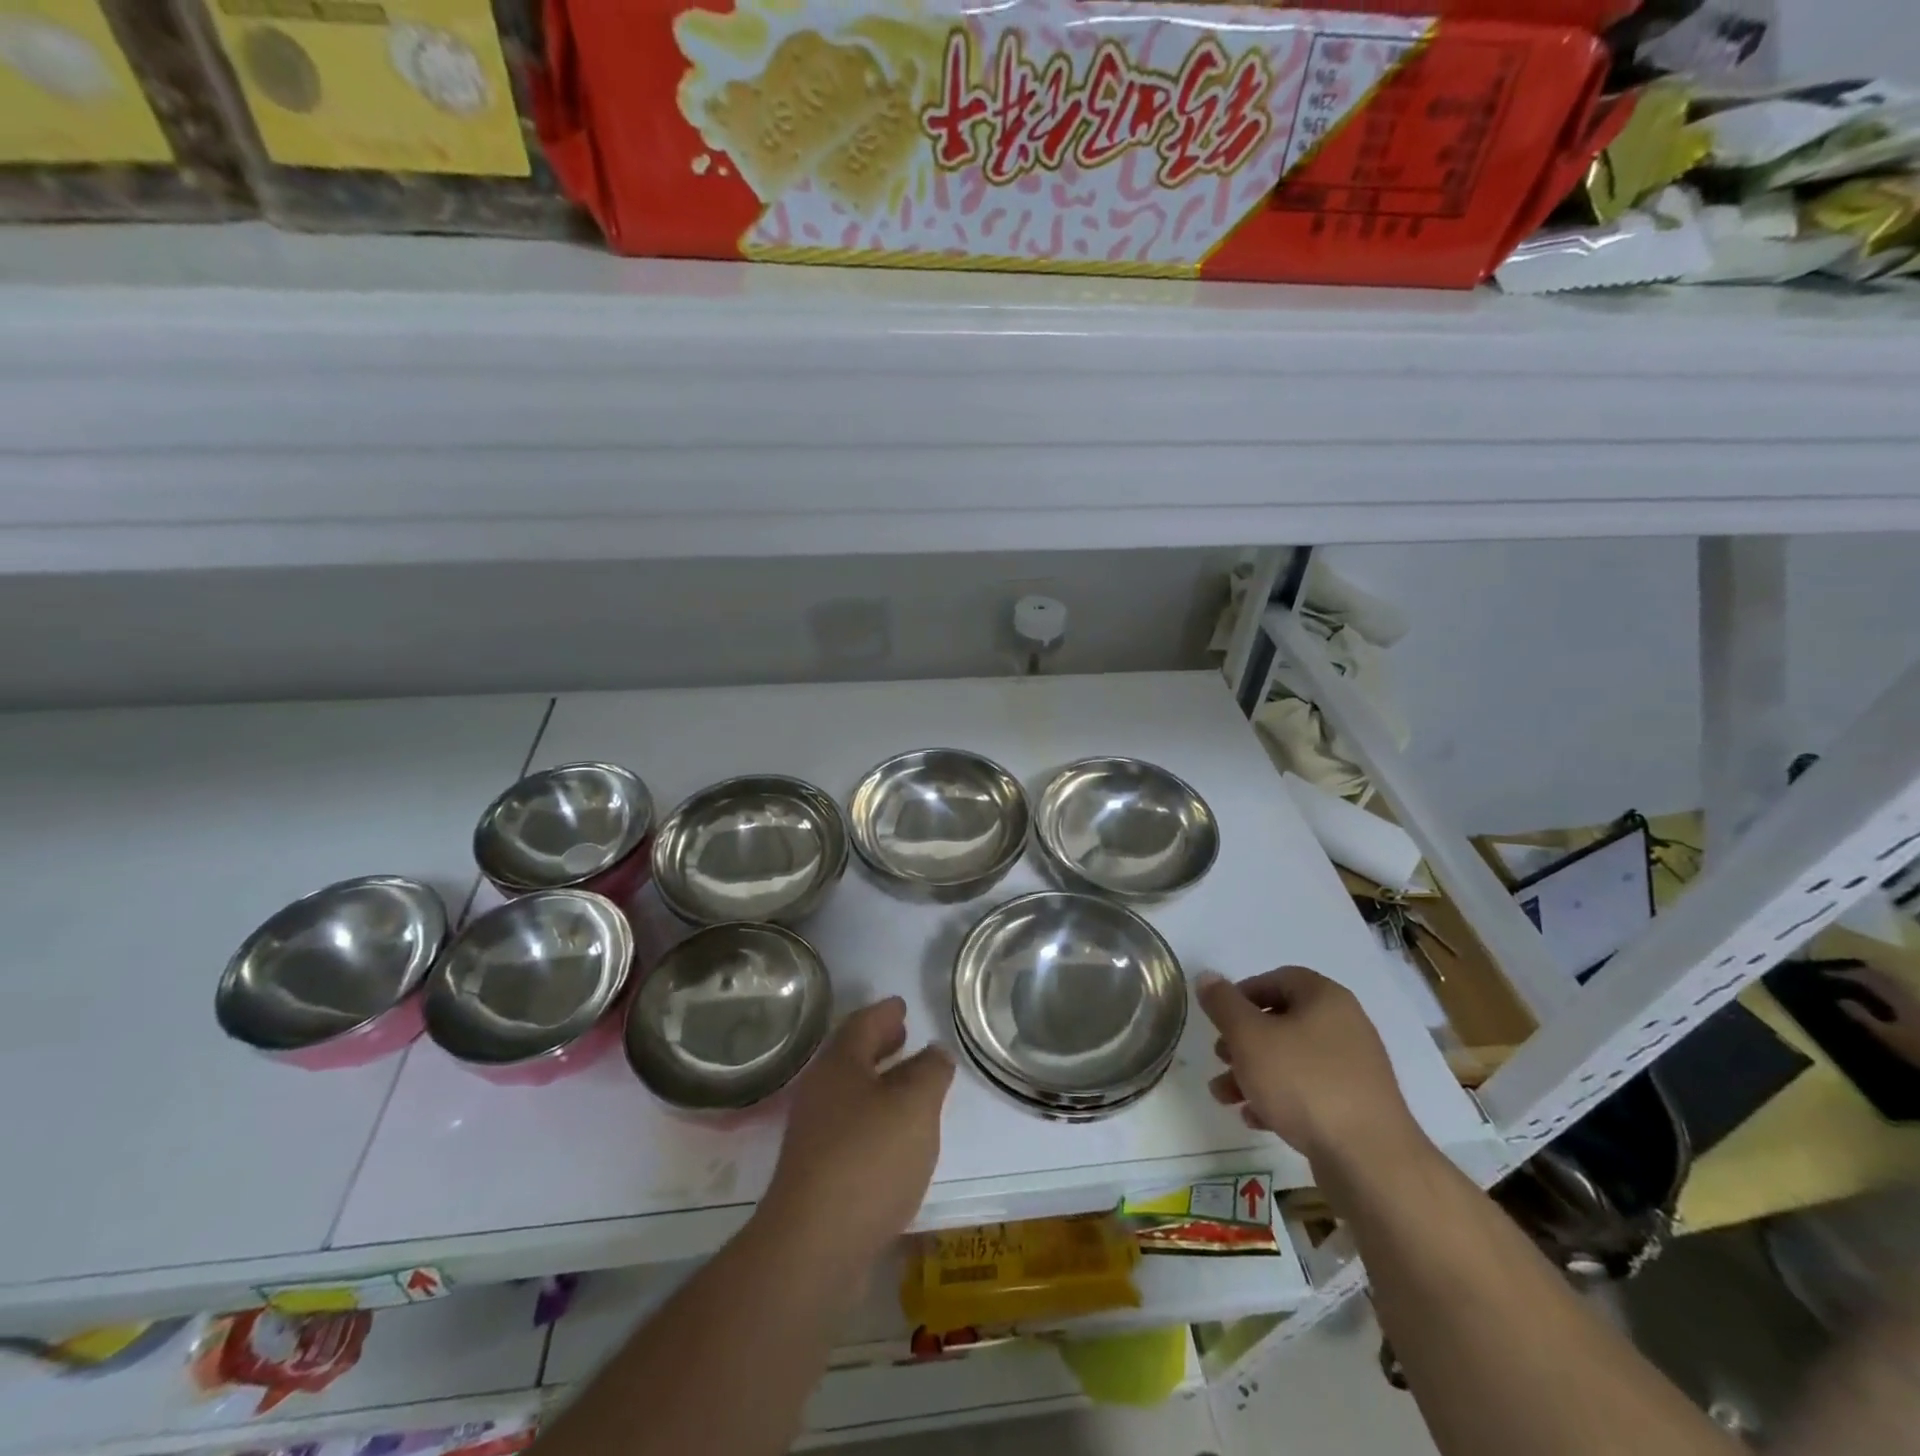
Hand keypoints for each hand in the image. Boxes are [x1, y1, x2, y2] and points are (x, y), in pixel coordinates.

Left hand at [760, 997, 954, 1278]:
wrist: (814, 1247)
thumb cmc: (868, 1159)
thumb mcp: (915, 1106)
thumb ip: (930, 1072)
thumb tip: (935, 1053)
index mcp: (840, 1064)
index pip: (862, 1023)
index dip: (885, 1012)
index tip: (901, 1005)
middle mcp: (821, 1092)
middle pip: (852, 1056)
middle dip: (879, 1044)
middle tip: (904, 1034)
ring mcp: (815, 1134)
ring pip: (852, 1094)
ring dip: (879, 1083)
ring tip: (909, 1085)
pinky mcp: (818, 1173)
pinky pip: (852, 1128)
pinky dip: (875, 1119)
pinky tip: (896, 1137)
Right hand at [1198, 967, 1422, 1172]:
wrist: (1371, 1161)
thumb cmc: (1303, 1083)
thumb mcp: (1249, 1036)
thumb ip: (1223, 1004)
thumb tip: (1207, 977)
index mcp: (1325, 998)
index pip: (1277, 979)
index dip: (1242, 994)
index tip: (1219, 1018)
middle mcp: (1345, 1026)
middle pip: (1281, 1022)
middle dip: (1242, 1041)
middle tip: (1220, 1057)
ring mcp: (1354, 1069)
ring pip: (1291, 1060)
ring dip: (1253, 1073)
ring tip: (1224, 1096)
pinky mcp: (1356, 1106)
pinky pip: (1309, 1091)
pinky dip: (1279, 1099)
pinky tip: (1255, 1119)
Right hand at [1830, 964, 1919, 1067]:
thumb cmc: (1914, 1047)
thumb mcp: (1885, 1035)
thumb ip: (1862, 1016)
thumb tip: (1839, 1000)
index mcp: (1895, 999)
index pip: (1865, 979)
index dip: (1842, 974)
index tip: (1820, 974)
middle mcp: (1904, 995)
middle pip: (1878, 976)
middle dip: (1854, 972)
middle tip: (1832, 974)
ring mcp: (1912, 1001)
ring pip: (1887, 981)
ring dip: (1866, 976)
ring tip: (1848, 978)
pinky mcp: (1915, 1007)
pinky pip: (1894, 989)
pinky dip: (1878, 985)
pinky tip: (1871, 991)